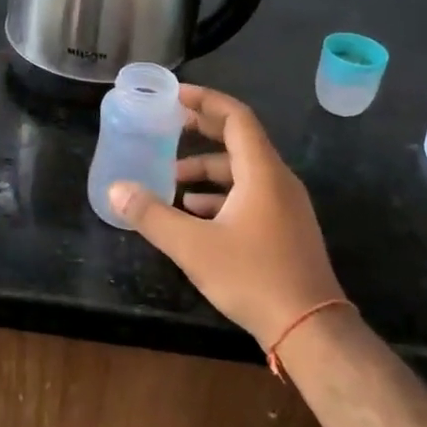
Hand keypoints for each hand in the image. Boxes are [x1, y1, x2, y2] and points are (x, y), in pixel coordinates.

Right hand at [108, 85, 343, 349]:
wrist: (310, 330)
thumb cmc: (253, 277)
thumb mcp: (193, 246)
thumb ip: (152, 215)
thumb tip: (116, 189)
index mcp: (262, 172)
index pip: (235, 117)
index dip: (205, 101)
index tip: (175, 96)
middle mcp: (278, 180)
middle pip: (238, 139)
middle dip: (202, 130)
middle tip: (168, 126)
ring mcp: (285, 206)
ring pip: (242, 172)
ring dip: (206, 170)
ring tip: (171, 180)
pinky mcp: (284, 228)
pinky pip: (250, 195)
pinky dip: (220, 195)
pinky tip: (194, 213)